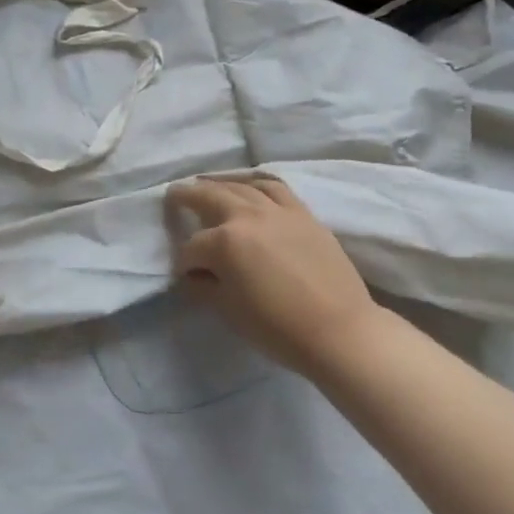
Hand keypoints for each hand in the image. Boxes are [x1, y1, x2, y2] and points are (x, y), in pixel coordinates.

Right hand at [166, 174, 382, 378]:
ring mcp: (277, 210)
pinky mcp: (302, 213)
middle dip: (186, 197)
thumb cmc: (277, 328)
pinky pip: (274, 187)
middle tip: (173, 195)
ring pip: (241, 186)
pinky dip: (256, 182)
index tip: (186, 276)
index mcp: (224, 242)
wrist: (340, 332)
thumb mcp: (228, 311)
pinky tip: (249, 184)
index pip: (191, 248)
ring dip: (219, 183)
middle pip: (208, 197)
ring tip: (206, 184)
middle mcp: (247, 216)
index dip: (184, 264)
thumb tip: (194, 275)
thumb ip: (204, 286)